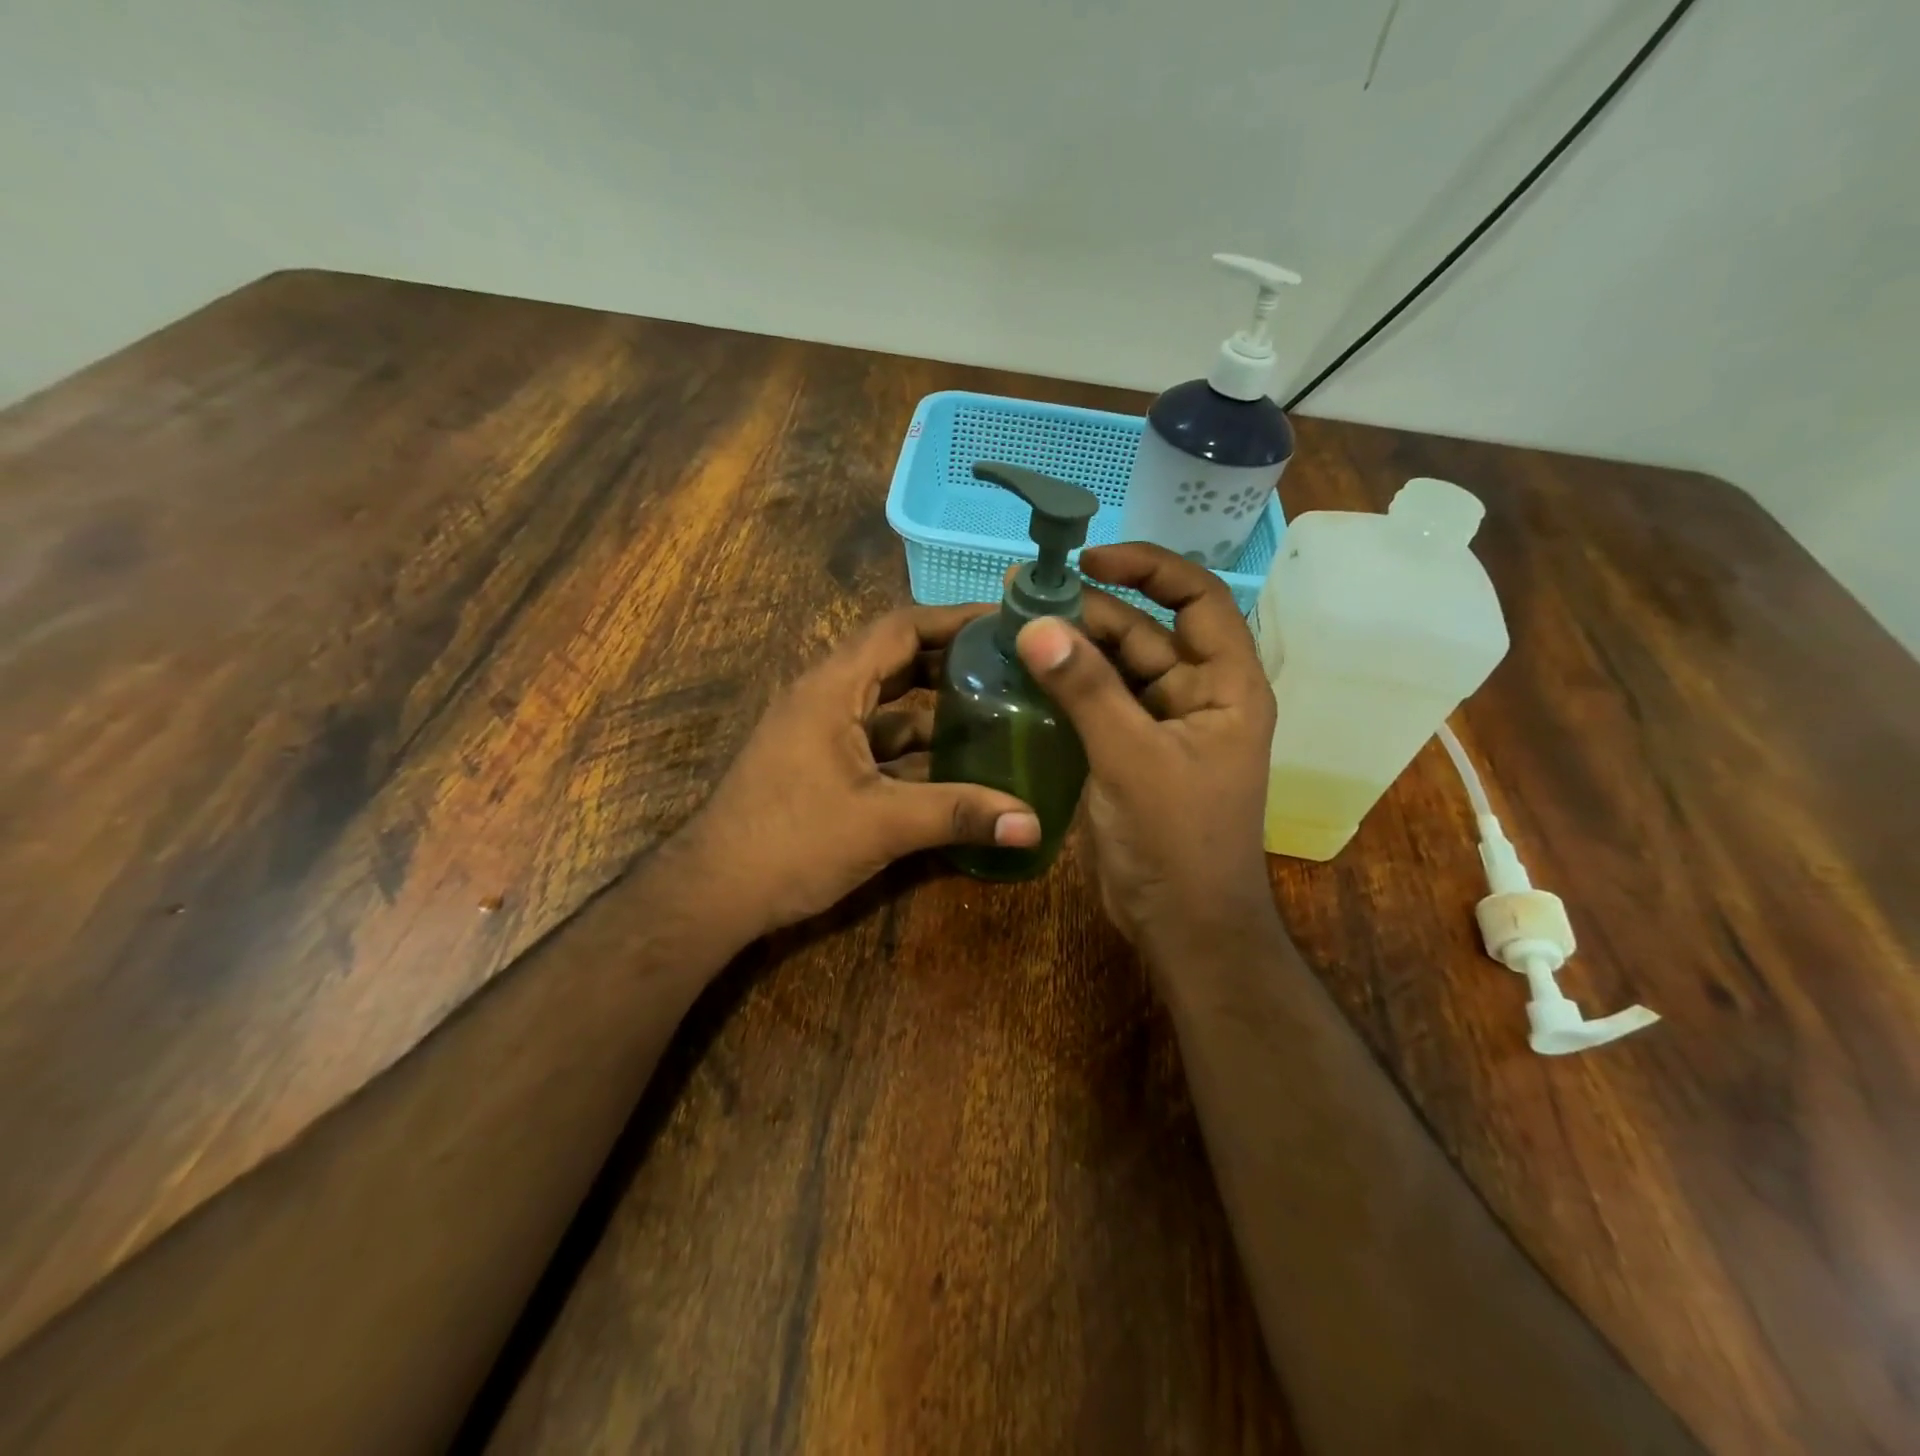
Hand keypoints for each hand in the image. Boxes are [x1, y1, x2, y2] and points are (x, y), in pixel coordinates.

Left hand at [679, 604, 1040, 938]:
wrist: (715, 893)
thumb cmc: (792, 842)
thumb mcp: (883, 823)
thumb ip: (960, 815)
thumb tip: (1034, 824)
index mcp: (832, 687)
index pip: (900, 628)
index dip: (953, 619)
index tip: (1004, 622)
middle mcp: (824, 697)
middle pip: (896, 660)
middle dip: (951, 661)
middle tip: (1010, 667)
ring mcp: (819, 732)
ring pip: (887, 705)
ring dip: (934, 709)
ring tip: (995, 712)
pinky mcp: (819, 765)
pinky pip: (875, 740)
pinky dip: (914, 747)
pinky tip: (954, 766)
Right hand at [1013, 544, 1277, 959]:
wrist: (1183, 925)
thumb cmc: (1177, 839)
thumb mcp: (1131, 757)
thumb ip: (1086, 689)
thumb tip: (1036, 624)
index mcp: (1226, 685)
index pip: (1196, 598)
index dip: (1147, 568)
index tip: (1088, 559)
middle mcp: (1198, 696)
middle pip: (1145, 632)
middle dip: (1090, 611)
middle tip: (1022, 594)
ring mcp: (1162, 727)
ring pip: (1116, 669)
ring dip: (1073, 648)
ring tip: (1014, 626)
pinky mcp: (1131, 754)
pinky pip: (1098, 705)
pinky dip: (1067, 688)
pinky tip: (1024, 675)